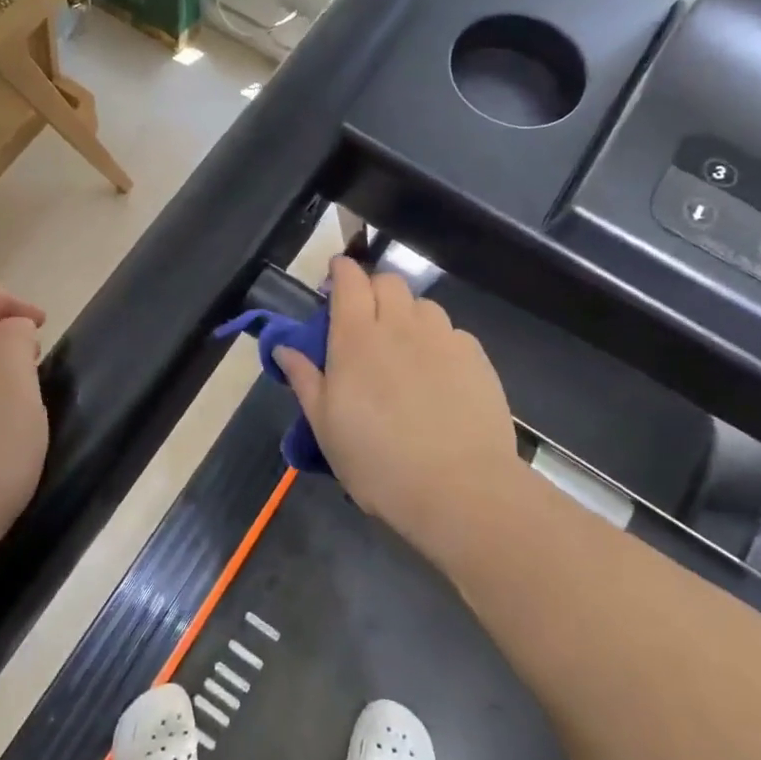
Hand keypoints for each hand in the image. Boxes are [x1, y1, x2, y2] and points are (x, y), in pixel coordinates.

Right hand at [275, 258, 521, 566]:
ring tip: (403, 349)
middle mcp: (400, 325)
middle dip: (373, 289)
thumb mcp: (326, 426)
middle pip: (388, 282)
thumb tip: (284, 348)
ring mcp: (443, 338)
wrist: (458, 488)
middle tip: (364, 321)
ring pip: (422, 305)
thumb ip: (305, 379)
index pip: (349, 280)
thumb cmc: (378, 462)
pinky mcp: (476, 357)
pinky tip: (437, 375)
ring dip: (407, 314)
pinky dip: (437, 341)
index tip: (335, 278)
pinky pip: (451, 332)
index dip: (341, 271)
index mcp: (356, 337)